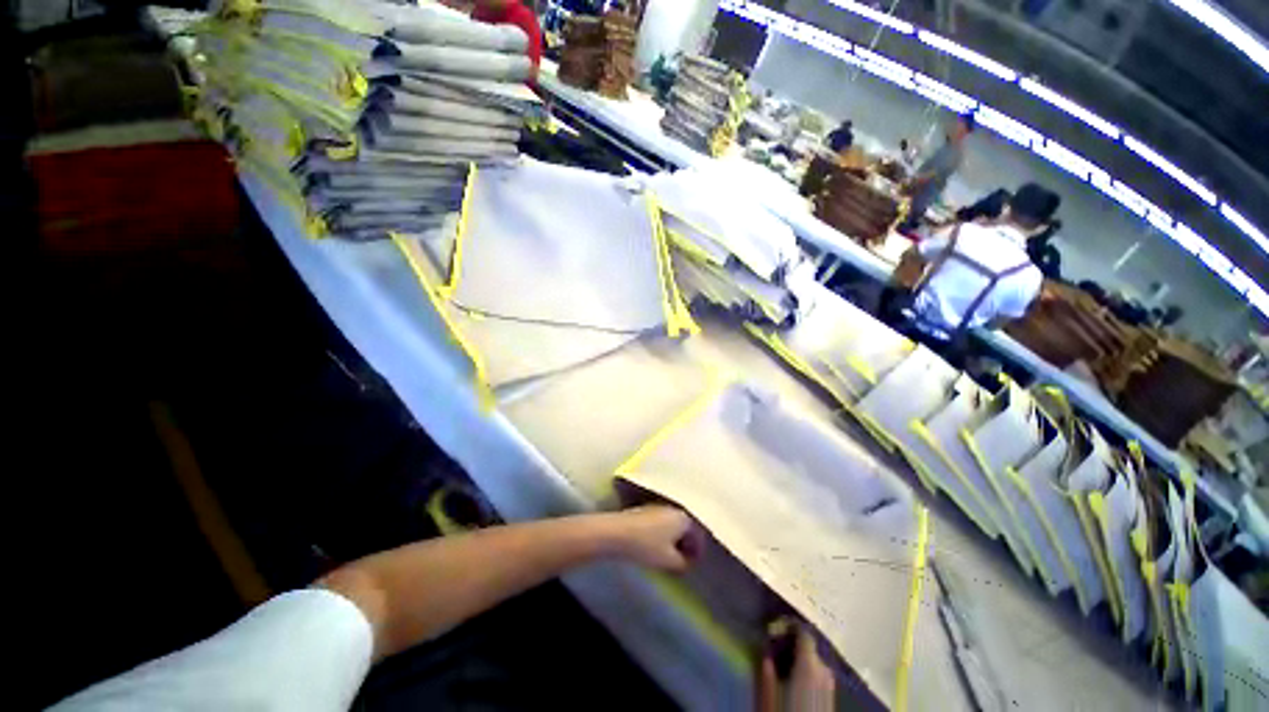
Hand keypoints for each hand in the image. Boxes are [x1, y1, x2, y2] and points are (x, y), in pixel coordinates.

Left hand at [605, 505, 698, 572]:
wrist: (617, 532)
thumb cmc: (647, 546)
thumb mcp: (669, 561)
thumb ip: (684, 564)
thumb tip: (687, 563)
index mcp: (684, 517)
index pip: (698, 534)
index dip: (698, 551)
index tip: (694, 564)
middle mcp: (674, 507)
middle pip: (687, 526)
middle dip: (687, 542)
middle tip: (685, 559)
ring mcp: (659, 505)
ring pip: (674, 522)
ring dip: (676, 537)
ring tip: (671, 553)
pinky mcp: (647, 508)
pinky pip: (663, 520)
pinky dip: (665, 532)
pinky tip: (658, 543)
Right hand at [757, 627, 835, 711]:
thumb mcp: (770, 698)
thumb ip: (768, 672)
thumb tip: (766, 653)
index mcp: (809, 665)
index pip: (803, 632)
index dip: (789, 626)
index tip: (775, 626)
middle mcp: (824, 670)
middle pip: (809, 647)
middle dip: (792, 646)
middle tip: (775, 649)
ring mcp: (831, 686)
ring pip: (814, 662)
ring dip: (800, 660)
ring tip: (783, 666)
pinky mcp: (832, 699)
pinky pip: (819, 676)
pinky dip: (807, 673)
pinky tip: (795, 683)